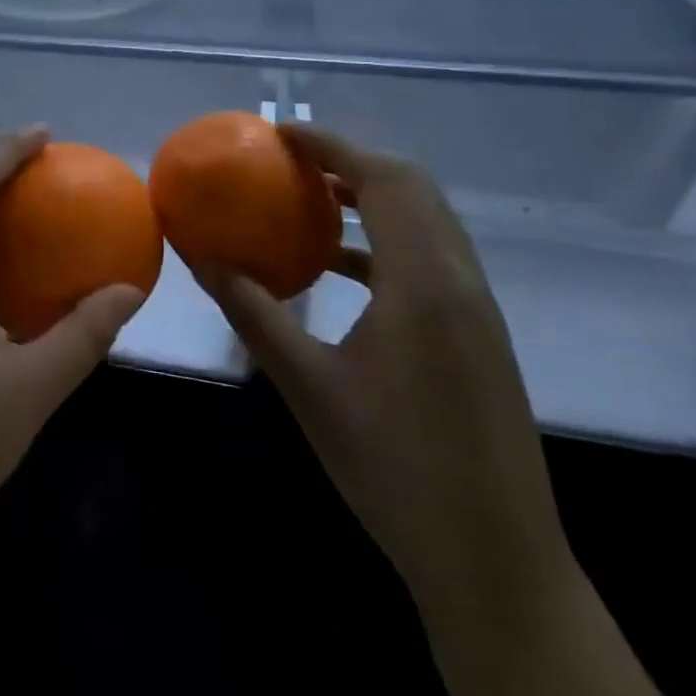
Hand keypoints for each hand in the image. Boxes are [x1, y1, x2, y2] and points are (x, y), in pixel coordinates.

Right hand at [198, 125, 575, 628]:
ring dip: (373, 200)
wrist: (494, 561)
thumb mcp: (308, 386)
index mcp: (425, 285)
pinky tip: (340, 271)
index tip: (282, 134)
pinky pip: (430, 260)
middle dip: (352, 163)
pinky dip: (386, 244)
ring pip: (428, 223)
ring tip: (310, 202)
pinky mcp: (478, 336)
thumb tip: (202, 260)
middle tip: (292, 161)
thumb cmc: (393, 468)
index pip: (386, 181)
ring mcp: (477, 310)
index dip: (333, 147)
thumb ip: (254, 313)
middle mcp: (461, 282)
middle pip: (414, 190)